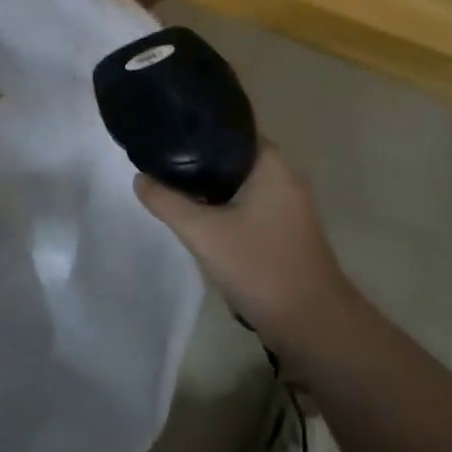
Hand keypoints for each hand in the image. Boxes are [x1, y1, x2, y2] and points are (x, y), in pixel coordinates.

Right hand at [134, 144, 355, 357]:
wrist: (312, 325)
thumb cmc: (260, 267)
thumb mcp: (203, 233)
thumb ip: (166, 202)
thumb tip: (139, 179)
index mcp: (270, 162)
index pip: (230, 126)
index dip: (196, 127)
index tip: (165, 131)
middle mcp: (283, 174)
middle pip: (231, 153)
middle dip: (196, 157)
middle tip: (159, 159)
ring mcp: (287, 202)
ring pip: (237, 180)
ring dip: (208, 183)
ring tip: (171, 183)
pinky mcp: (285, 226)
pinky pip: (247, 200)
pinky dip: (223, 202)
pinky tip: (198, 214)